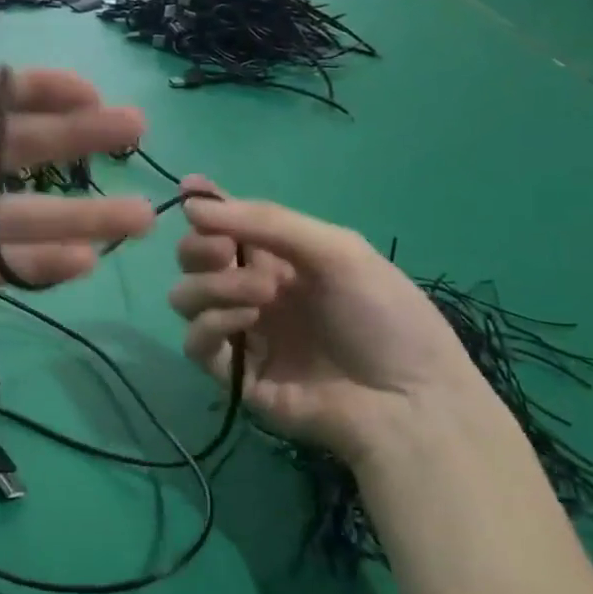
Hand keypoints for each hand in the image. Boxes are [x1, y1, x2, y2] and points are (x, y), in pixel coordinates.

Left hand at [0, 61, 153, 398]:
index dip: (33, 93)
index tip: (87, 91)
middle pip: (10, 155)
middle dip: (72, 143)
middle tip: (134, 135)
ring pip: (18, 216)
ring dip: (76, 216)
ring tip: (138, 217)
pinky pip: (1, 266)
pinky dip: (40, 265)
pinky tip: (84, 263)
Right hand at [168, 181, 507, 467]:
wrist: (407, 402)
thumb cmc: (384, 318)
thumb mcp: (337, 251)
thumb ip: (265, 222)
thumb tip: (191, 201)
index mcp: (282, 259)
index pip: (228, 225)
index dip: (205, 207)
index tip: (188, 191)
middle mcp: (254, 291)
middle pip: (195, 259)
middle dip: (200, 247)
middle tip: (224, 251)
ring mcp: (242, 333)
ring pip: (186, 298)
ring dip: (211, 285)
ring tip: (260, 295)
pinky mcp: (233, 374)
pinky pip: (195, 342)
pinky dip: (211, 323)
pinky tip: (247, 321)